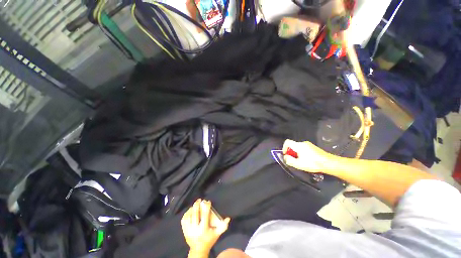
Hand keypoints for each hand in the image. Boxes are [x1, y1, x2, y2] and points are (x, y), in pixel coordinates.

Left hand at [181, 199, 230, 254]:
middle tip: (199, 199)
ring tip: (194, 204)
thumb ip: (223, 226)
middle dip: (197, 205)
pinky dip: (186, 214)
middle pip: (195, 214)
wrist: (198, 250)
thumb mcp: (217, 234)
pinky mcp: (184, 231)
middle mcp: (195, 229)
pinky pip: (184, 220)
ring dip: (191, 209)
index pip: (205, 215)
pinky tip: (189, 210)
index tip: (208, 201)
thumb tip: (228, 218)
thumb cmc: (209, 240)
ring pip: (188, 216)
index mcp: (203, 229)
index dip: (206, 207)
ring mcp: (188, 230)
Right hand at [282, 139, 334, 172]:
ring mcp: (309, 145)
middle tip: (294, 160)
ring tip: (301, 161)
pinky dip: (302, 153)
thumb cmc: (313, 163)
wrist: (329, 163)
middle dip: (291, 152)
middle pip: (293, 145)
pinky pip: (303, 148)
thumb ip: (289, 160)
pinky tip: (307, 160)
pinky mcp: (313, 147)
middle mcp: (303, 143)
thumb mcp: (299, 164)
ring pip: (298, 147)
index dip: (284, 147)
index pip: (287, 142)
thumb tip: (285, 157)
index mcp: (299, 146)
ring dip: (296, 153)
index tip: (286, 154)